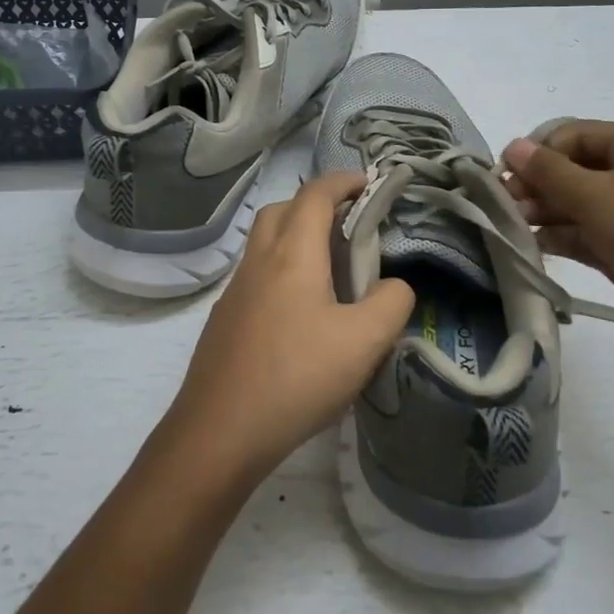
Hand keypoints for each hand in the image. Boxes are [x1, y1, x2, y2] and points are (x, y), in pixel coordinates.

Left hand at [166, 172, 415, 481]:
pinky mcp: (224, 320)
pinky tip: (301, 312)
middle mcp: (258, 262)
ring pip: (264, 243)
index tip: (369, 183)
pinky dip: (281, 269)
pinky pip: (256, 275)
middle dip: (315, 204)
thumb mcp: (364, 342)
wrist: (219, 432)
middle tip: (349, 225)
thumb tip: (395, 286)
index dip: (343, 181)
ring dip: (295, 237)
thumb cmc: (296, 378)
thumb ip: (391, 303)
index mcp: (292, 255)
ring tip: (331, 268)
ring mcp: (235, 291)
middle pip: (282, 210)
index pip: (315, 195)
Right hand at [501, 121, 613, 346]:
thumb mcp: (597, 198)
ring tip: (516, 227)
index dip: (538, 153)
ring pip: (581, 201)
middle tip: (507, 207)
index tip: (504, 178)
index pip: (575, 135)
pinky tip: (536, 244)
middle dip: (539, 185)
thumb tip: (513, 146)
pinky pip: (590, 230)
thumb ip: (549, 171)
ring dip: (546, 211)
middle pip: (576, 168)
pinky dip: (563, 235)